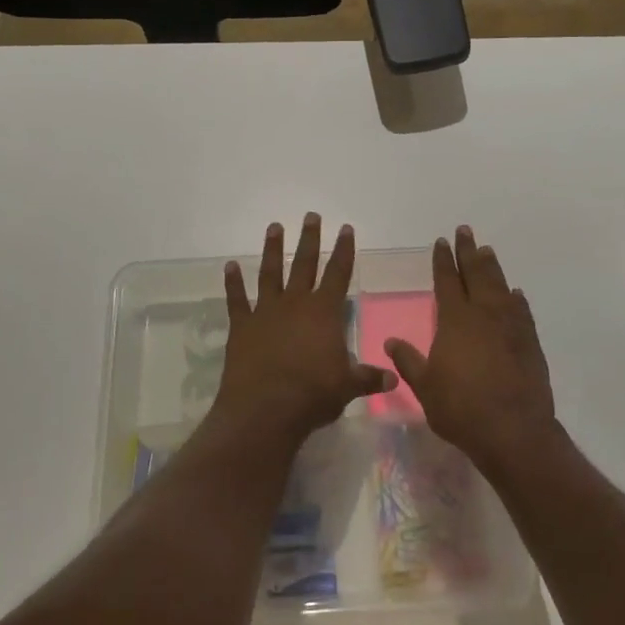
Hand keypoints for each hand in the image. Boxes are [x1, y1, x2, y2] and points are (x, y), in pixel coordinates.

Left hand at [212, 214, 393, 445]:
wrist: (265, 409)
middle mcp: (295, 303)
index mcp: (324, 312)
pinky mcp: (241, 326)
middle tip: (310, 215)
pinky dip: (233, 283)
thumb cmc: (313, 395)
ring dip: (272, 249)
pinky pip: (236, 299)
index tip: (346, 228)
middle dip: (309, 239)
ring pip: (270, 273)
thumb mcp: (348, 387)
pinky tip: (230, 266)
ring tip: (274, 227)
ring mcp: (266, 311)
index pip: (339, 273)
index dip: (344, 250)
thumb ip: (369, 378)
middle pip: (304, 264)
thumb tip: (394, 380)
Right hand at [384, 227, 555, 473]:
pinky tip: (515, 293)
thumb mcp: (425, 387)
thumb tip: (391, 341)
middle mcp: (484, 314)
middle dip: (468, 251)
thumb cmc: (461, 409)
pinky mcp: (530, 342)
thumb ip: (409, 361)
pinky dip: (516, 298)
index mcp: (455, 320)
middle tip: (465, 231)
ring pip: (500, 286)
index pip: (447, 281)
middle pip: (476, 274)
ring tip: (486, 251)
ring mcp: (511, 326)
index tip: (441, 242)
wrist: (513, 431)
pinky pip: (521, 310)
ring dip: (492, 267)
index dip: (443, 260)